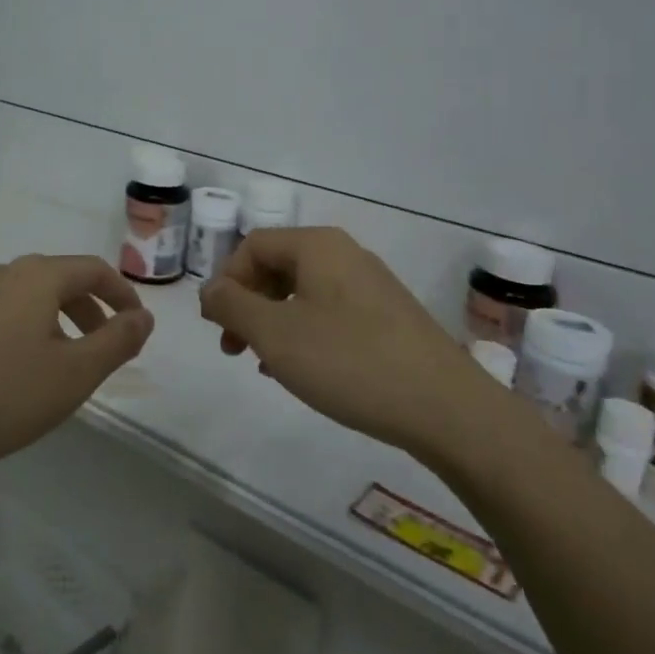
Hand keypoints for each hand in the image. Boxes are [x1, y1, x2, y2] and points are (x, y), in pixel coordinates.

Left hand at [0, 255, 153, 480]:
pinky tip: (10, 376)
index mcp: (35, 276)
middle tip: (104, 349)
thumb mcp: (74, 375)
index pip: (93, 270)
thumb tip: (144, 317)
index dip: (122, 295)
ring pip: (24, 300)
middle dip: (89, 311)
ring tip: (59, 367)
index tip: (137, 327)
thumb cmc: (1, 397)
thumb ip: (117, 341)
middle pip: (58, 281)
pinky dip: (19, 334)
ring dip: (53, 324)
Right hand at [198, 227, 473, 455]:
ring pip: (303, 293)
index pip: (253, 246)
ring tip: (265, 365)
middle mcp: (345, 254)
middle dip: (247, 305)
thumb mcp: (275, 334)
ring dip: (273, 323)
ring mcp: (371, 285)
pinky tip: (303, 371)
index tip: (218, 327)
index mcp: (317, 246)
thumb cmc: (349, 361)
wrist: (446, 407)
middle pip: (278, 267)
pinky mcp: (389, 316)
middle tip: (234, 349)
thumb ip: (232, 306)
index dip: (226, 282)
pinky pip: (331, 313)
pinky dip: (305, 333)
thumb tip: (209, 290)